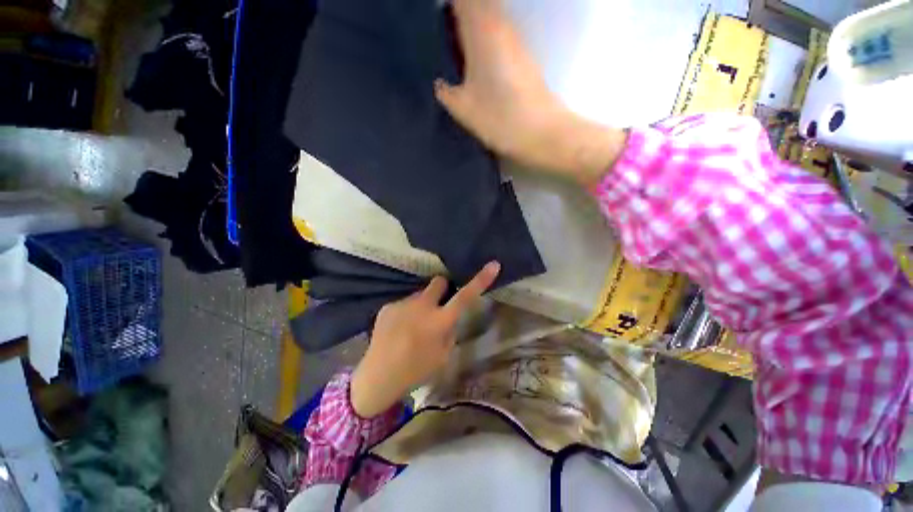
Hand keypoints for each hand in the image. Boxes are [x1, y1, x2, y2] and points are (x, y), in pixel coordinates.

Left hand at [350, 262, 500, 417]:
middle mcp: (423, 306)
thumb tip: (450, 318)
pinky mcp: (388, 306)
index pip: (466, 296)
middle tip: (437, 305)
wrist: (378, 377)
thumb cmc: (416, 371)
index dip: (481, 280)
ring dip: (421, 305)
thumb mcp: (443, 356)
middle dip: (442, 288)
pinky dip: (405, 313)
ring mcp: (403, 304)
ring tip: (411, 327)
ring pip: (420, 295)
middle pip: (439, 281)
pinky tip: (397, 330)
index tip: (493, 264)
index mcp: (440, 321)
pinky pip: (404, 304)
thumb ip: (450, 332)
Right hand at [434, 0, 627, 183]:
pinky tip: (474, 58)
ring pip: (490, 16)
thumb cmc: (500, 118)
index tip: (436, 21)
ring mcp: (516, 40)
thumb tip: (440, 84)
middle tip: (442, 33)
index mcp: (482, 30)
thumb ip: (446, 93)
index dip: (449, 6)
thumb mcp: (464, 109)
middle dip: (458, 12)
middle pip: (477, 3)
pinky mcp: (524, 56)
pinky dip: (484, 36)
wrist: (541, 133)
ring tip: (453, 43)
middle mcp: (501, 25)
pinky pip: (499, 33)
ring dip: (471, 22)